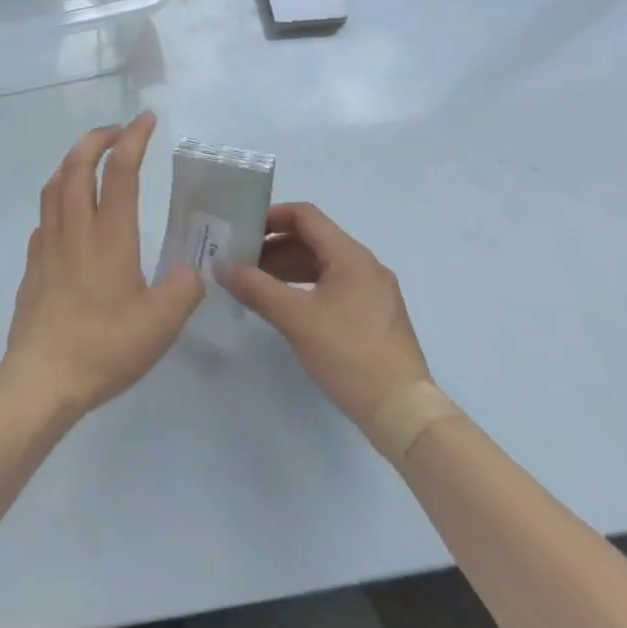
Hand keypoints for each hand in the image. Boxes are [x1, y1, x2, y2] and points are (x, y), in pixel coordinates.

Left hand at [4, 113, 203, 418]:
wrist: (42, 377)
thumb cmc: (104, 346)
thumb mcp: (161, 324)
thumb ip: (184, 289)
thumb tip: (195, 270)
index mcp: (110, 234)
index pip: (121, 170)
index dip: (134, 138)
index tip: (146, 119)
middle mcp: (75, 227)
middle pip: (78, 163)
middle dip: (97, 138)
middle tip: (118, 132)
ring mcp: (48, 243)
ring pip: (55, 184)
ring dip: (73, 161)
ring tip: (91, 161)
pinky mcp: (33, 262)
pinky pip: (45, 214)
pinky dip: (59, 197)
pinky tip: (69, 215)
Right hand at [221, 203, 431, 427]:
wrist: (404, 412)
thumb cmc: (349, 354)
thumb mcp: (295, 318)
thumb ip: (256, 288)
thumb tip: (222, 266)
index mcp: (350, 255)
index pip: (305, 216)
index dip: (271, 217)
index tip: (242, 232)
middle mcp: (365, 265)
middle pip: (313, 239)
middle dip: (275, 246)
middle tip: (242, 261)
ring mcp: (374, 292)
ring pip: (323, 265)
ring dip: (288, 267)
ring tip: (256, 284)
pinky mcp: (375, 317)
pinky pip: (334, 286)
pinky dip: (306, 287)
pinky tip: (287, 307)